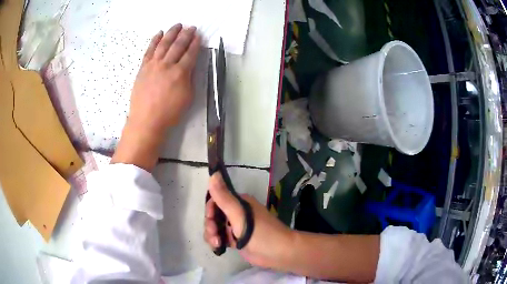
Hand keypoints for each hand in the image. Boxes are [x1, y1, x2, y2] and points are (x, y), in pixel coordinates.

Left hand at [112, 24, 200, 170]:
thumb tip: (190, 65)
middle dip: (186, 34)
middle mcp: (167, 65)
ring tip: (177, 25)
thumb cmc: (169, 113)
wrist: (146, 121)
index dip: (195, 43)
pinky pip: (149, 50)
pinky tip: (159, 34)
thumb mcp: (187, 97)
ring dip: (171, 33)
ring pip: (163, 44)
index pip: (190, 53)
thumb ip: (189, 78)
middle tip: (191, 27)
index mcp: (180, 73)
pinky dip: (154, 41)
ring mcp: (153, 65)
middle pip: (178, 45)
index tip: (199, 36)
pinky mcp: (143, 68)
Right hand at [204, 173, 295, 270]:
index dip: (210, 210)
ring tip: (217, 243)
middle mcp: (236, 213)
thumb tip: (213, 173)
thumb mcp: (240, 215)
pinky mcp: (236, 240)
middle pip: (214, 215)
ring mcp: (236, 227)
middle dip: (210, 224)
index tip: (211, 219)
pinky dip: (216, 242)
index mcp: (239, 203)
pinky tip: (218, 247)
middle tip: (214, 234)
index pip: (216, 201)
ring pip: (216, 227)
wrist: (279, 253)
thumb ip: (224, 197)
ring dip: (211, 234)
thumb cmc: (261, 232)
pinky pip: (220, 238)